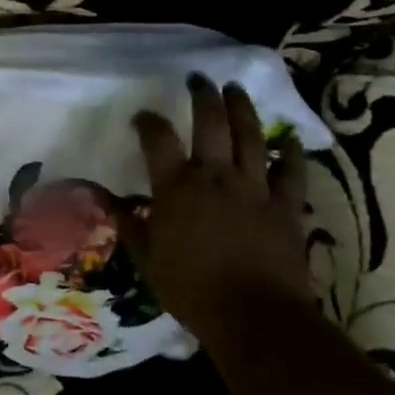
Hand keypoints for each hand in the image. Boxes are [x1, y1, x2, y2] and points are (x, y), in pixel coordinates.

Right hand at [122, 76, 314, 341]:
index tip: (142, 116)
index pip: (157, 139)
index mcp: (176, 187)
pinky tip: (290, 138)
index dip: (148, 122)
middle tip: (200, 79)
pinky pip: (293, 171)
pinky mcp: (287, 206)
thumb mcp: (145, 257)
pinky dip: (292, 152)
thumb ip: (127, 222)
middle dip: (203, 96)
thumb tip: (100, 198)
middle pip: (210, 123)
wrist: (253, 315)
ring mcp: (255, 187)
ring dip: (243, 109)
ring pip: (251, 136)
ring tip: (236, 90)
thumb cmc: (190, 288)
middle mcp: (215, 176)